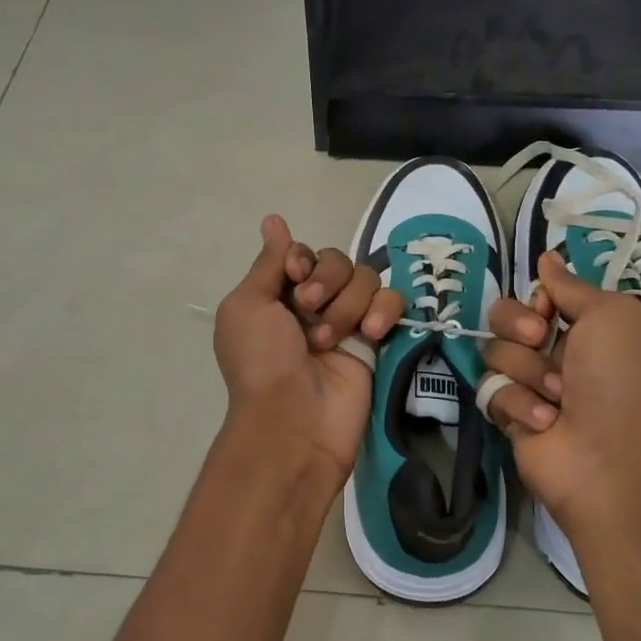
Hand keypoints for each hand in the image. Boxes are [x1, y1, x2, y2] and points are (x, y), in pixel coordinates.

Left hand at [213, 215, 404, 479]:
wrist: (293, 420)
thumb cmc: (261, 361)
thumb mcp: (247, 306)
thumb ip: (268, 262)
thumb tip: (273, 220)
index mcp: (278, 295)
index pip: (303, 253)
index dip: (302, 258)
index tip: (295, 274)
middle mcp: (313, 305)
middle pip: (337, 260)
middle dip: (325, 280)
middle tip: (308, 310)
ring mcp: (347, 322)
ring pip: (365, 279)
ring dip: (347, 303)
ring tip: (331, 339)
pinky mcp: (377, 341)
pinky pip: (392, 303)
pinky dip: (384, 310)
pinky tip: (370, 333)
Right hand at [482, 251, 640, 540]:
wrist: (610, 460)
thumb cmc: (620, 379)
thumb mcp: (611, 315)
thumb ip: (571, 285)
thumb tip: (548, 257)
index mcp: (586, 327)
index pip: (538, 295)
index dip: (538, 299)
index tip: (548, 309)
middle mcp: (558, 351)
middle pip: (505, 317)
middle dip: (517, 325)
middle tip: (538, 340)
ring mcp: (532, 384)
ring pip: (495, 352)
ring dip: (527, 370)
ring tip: (557, 396)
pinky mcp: (510, 415)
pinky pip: (492, 390)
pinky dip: (519, 403)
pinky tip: (545, 422)